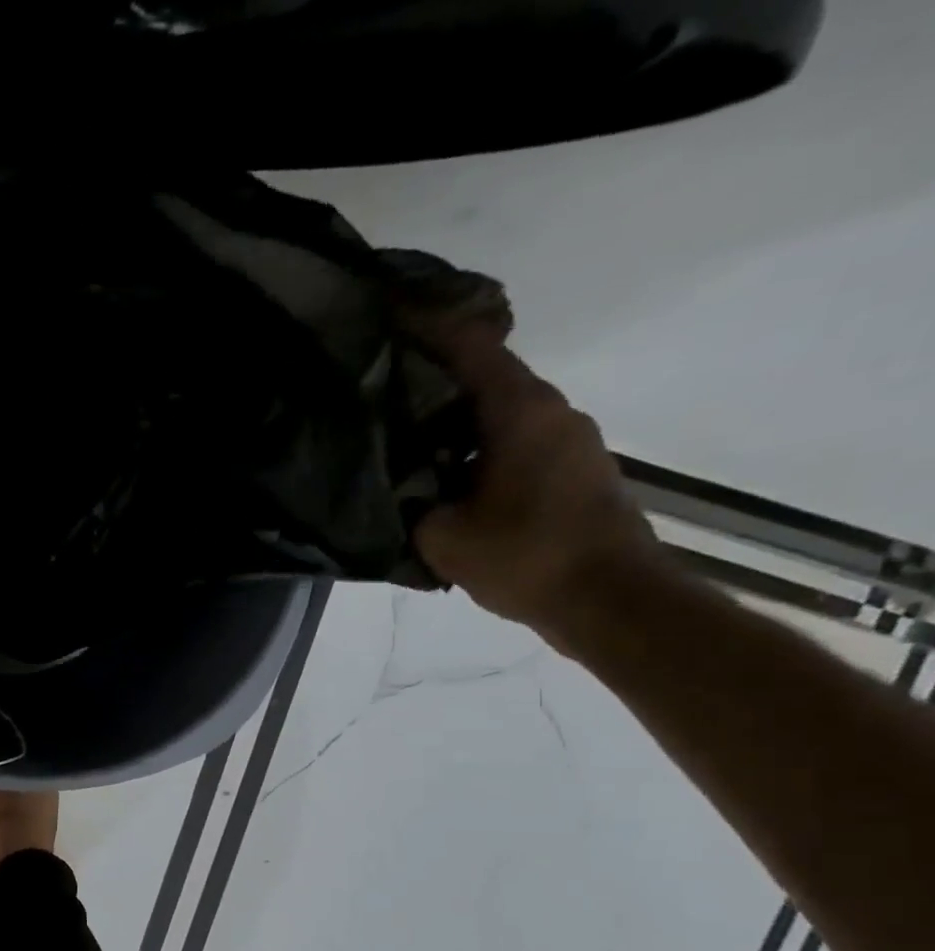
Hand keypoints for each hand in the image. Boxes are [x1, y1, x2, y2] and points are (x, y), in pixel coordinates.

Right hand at [404, 308, 668, 641]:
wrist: (611, 600)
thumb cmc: (526, 557)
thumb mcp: (442, 536)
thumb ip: (411, 503)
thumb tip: (395, 487)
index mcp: (520, 411)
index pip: (471, 347)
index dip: (427, 325)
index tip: (386, 313)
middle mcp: (551, 412)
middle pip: (484, 376)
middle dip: (431, 376)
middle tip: (376, 386)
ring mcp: (567, 440)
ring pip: (498, 412)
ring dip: (452, 418)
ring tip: (400, 435)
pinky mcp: (570, 470)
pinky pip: (511, 441)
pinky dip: (473, 446)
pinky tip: (440, 474)